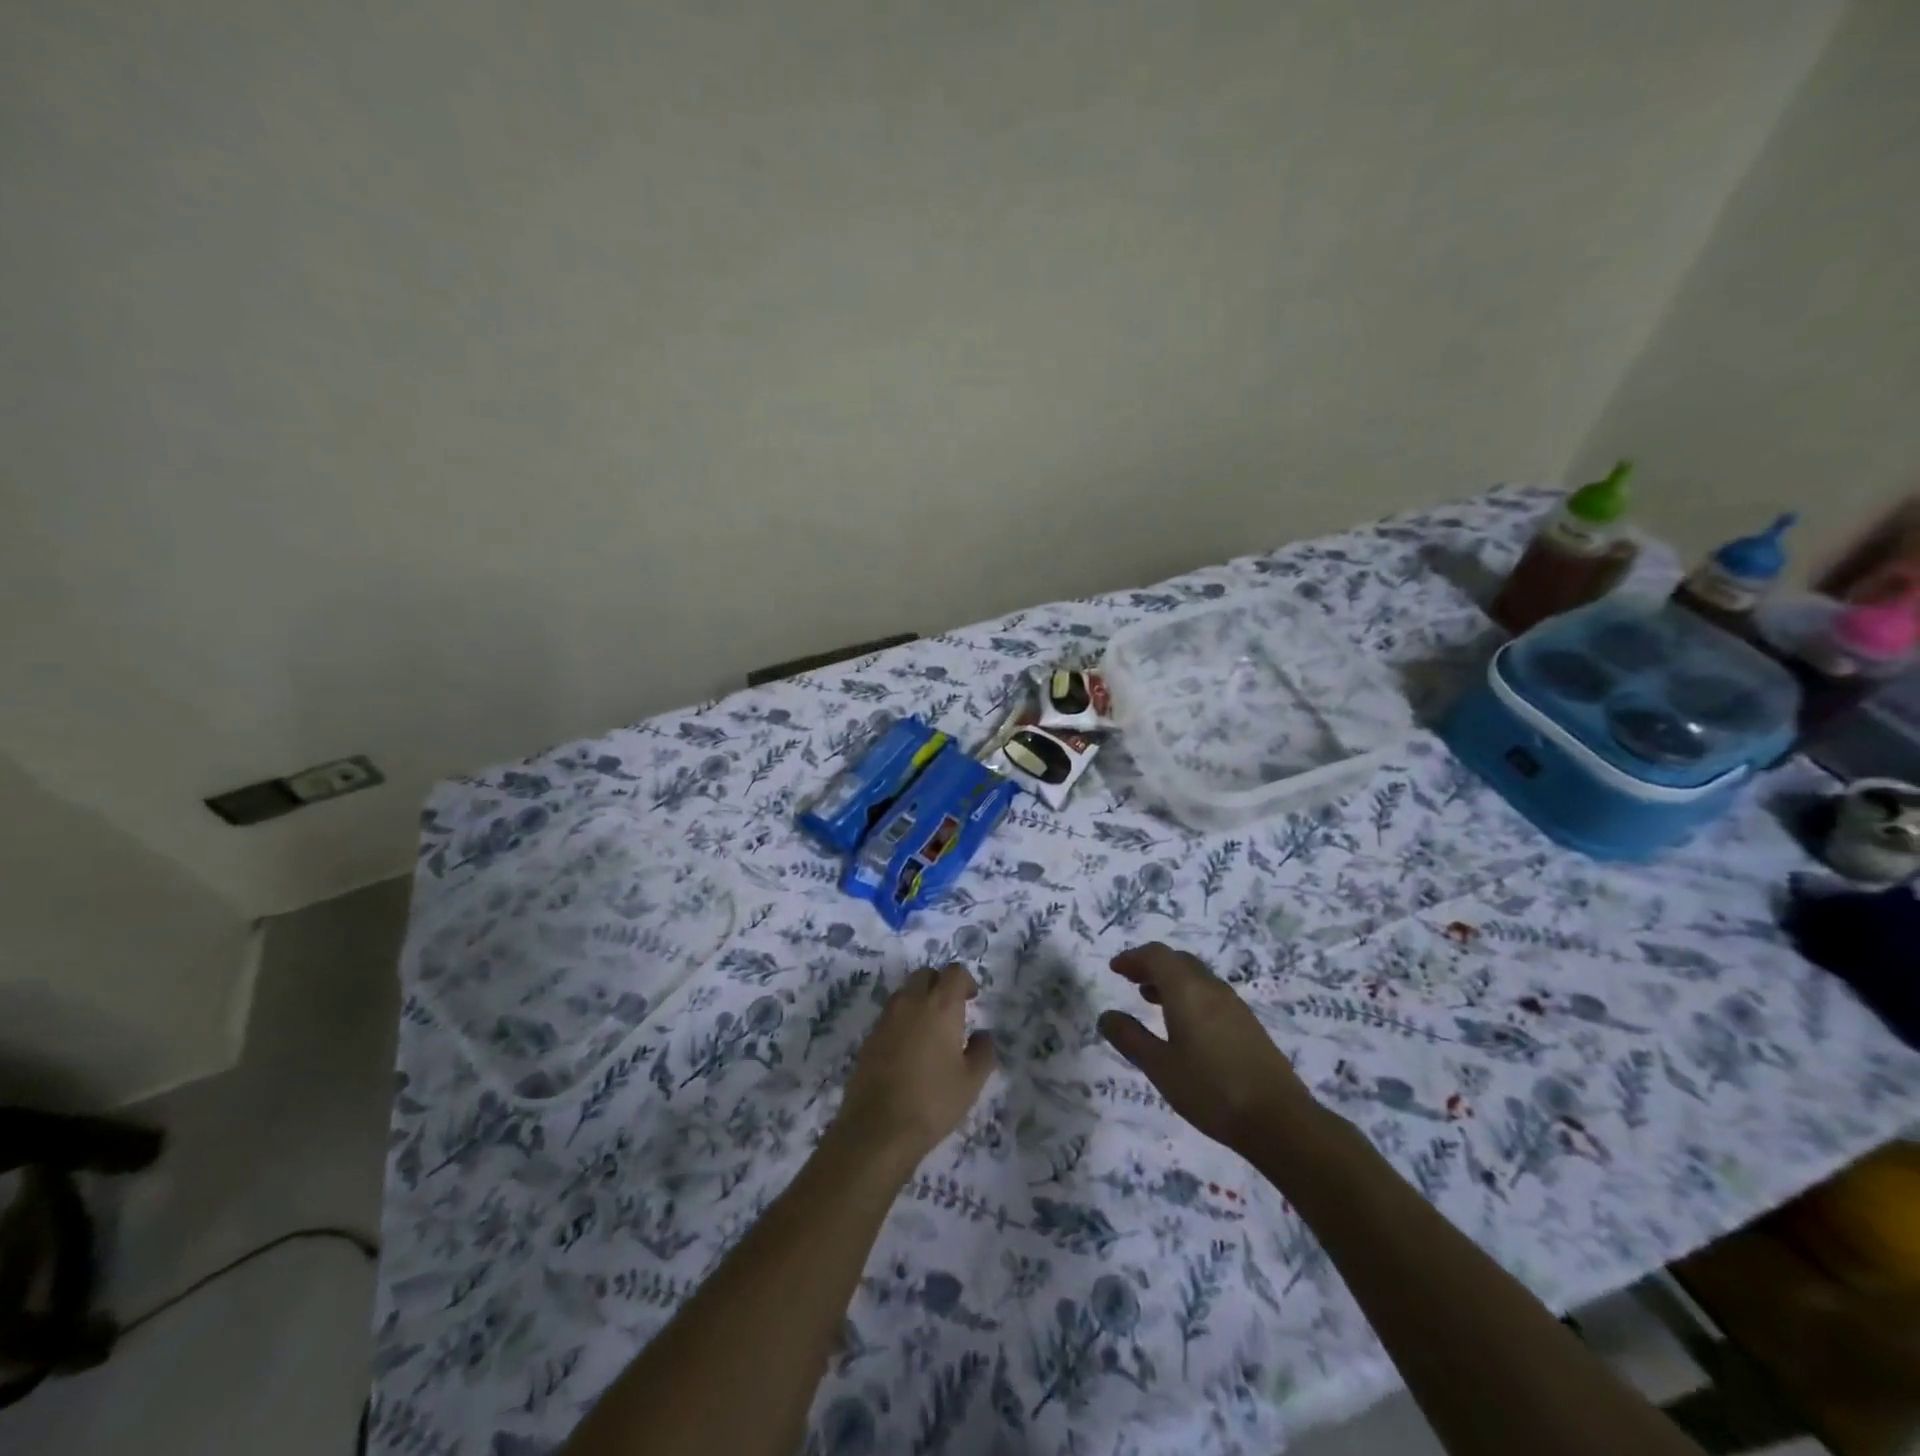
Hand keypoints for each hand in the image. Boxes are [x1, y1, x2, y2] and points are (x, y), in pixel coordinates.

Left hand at [830, 965, 996, 1176]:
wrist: (878, 1129)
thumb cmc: (933, 1102)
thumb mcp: (971, 1081)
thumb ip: (983, 1051)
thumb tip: (982, 1035)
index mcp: (940, 1005)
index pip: (954, 972)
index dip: (965, 981)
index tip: (971, 1000)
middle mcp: (910, 1002)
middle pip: (925, 975)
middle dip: (940, 984)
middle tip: (951, 1011)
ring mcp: (886, 1018)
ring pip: (905, 992)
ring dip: (919, 1000)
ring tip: (930, 1031)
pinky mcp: (869, 1037)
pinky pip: (890, 1015)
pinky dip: (902, 1020)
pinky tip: (909, 1049)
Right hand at [1097, 943, 1317, 1154]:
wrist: (1279, 1120)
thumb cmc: (1210, 1090)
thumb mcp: (1160, 1067)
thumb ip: (1130, 1038)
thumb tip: (1106, 1016)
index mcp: (1186, 990)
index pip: (1156, 956)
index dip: (1133, 958)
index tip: (1115, 969)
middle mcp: (1211, 988)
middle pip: (1178, 961)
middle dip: (1151, 966)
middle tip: (1130, 980)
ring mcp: (1234, 1005)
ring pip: (1196, 977)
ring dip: (1171, 981)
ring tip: (1151, 1000)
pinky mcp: (1248, 1024)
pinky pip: (1211, 994)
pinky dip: (1189, 996)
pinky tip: (1184, 1025)